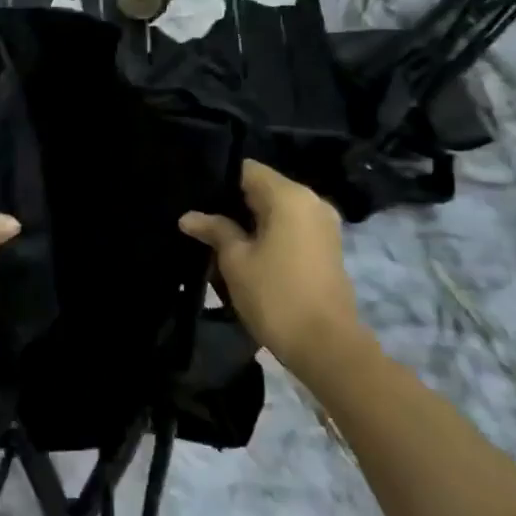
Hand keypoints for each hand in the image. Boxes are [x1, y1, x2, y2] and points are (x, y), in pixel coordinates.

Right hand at [179, 160, 367, 387]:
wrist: (326, 346)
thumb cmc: (276, 295)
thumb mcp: (235, 260)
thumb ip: (214, 229)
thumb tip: (189, 216)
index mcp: (290, 196)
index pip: (246, 170)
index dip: (217, 179)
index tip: (193, 193)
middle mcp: (312, 201)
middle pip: (263, 187)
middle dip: (231, 200)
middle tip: (198, 215)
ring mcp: (323, 224)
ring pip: (277, 208)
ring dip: (249, 219)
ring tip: (215, 232)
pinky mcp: (327, 246)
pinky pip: (290, 226)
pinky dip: (268, 232)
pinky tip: (243, 248)